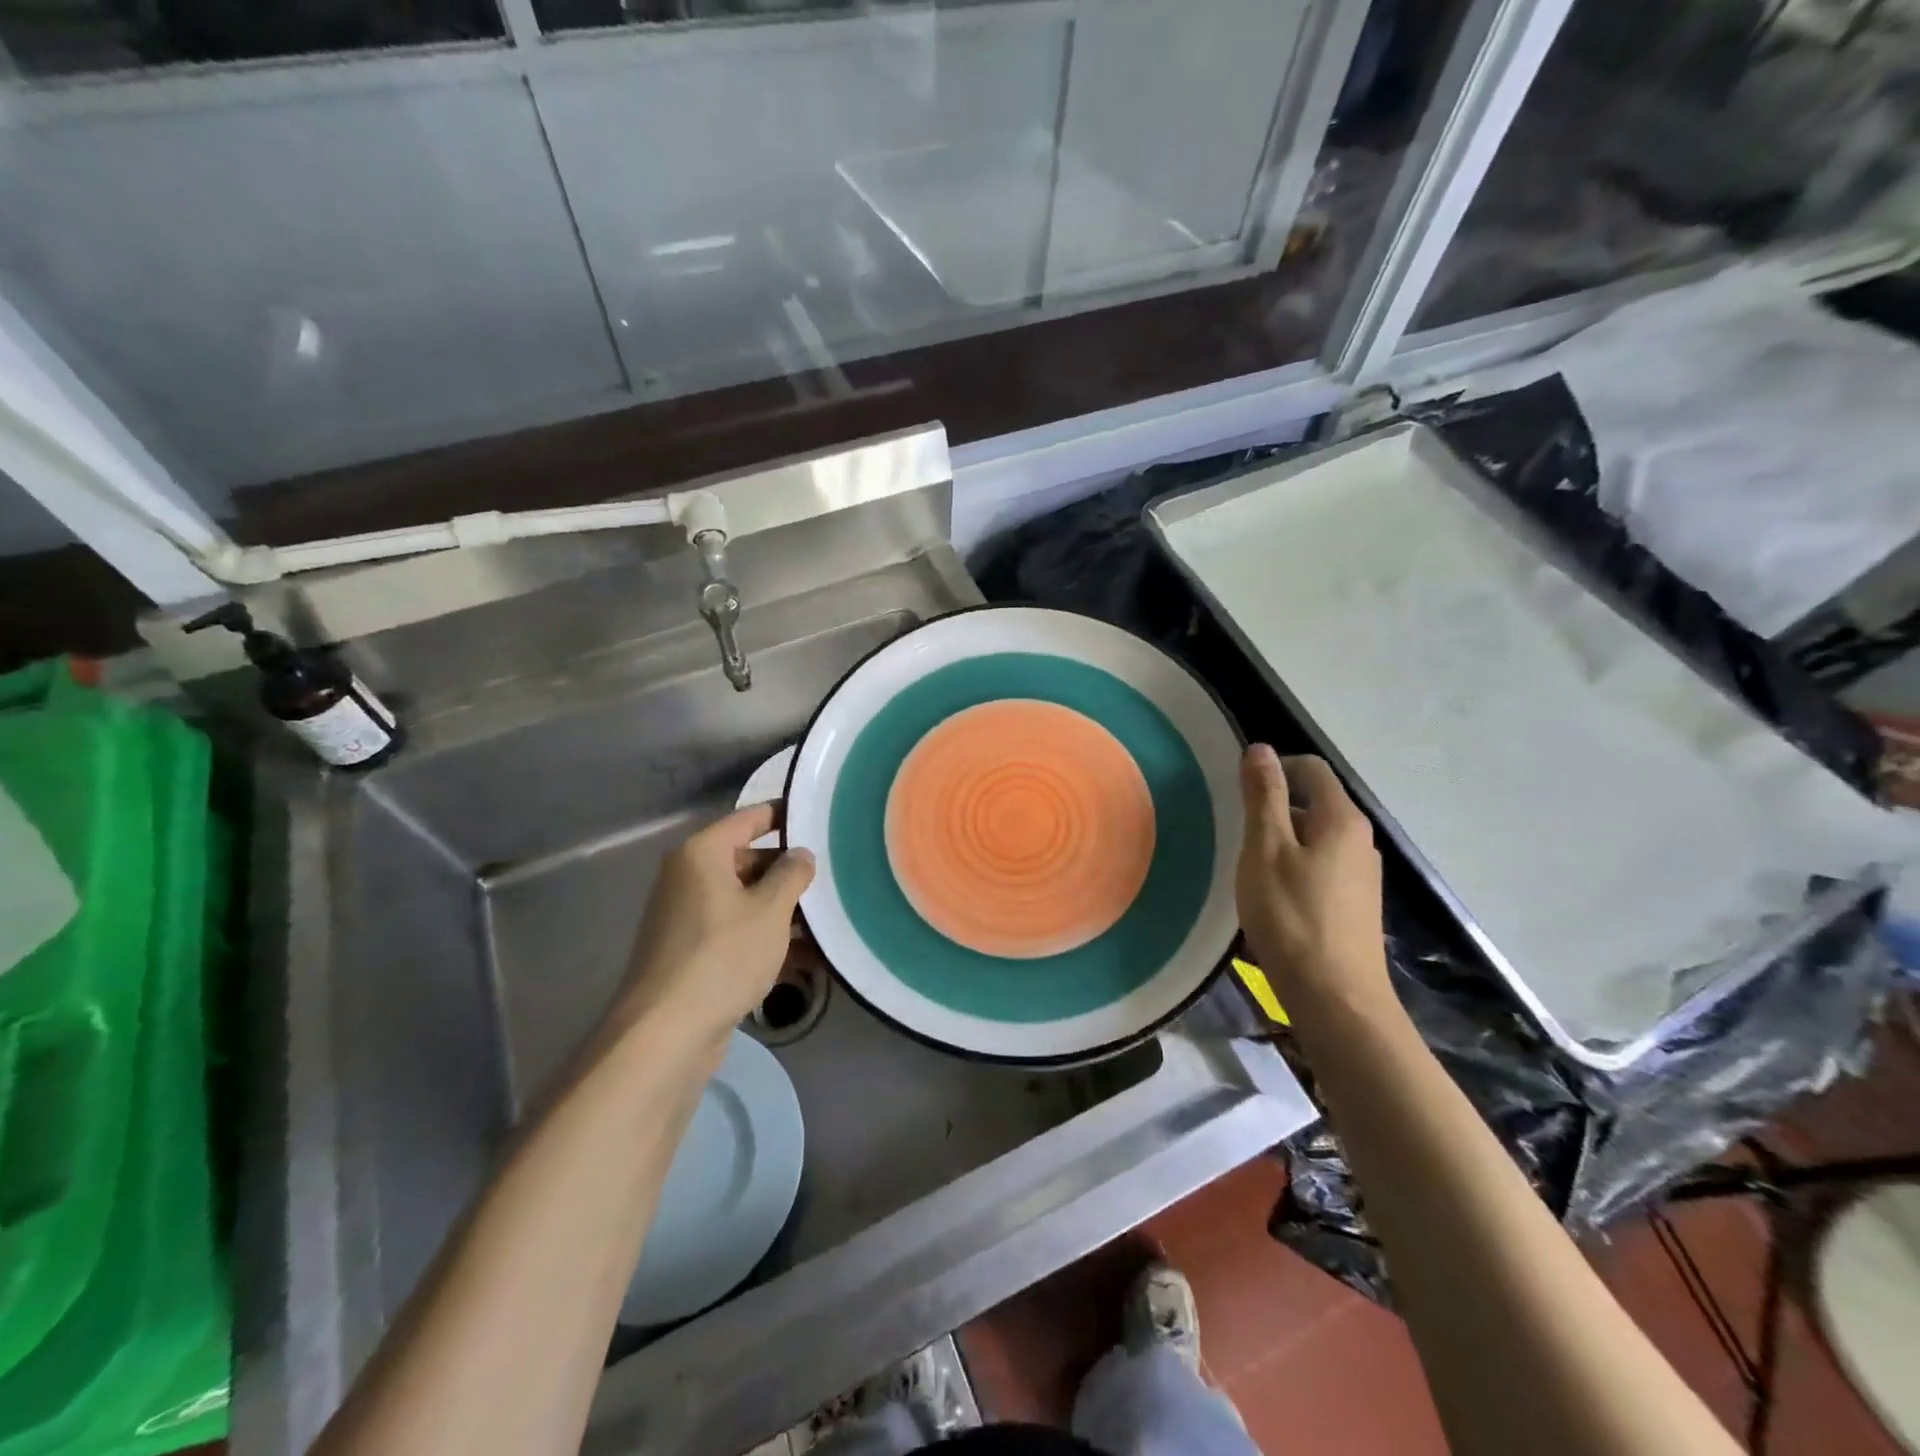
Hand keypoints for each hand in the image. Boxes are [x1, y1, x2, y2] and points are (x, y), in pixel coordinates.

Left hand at [615, 803, 814, 1052]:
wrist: (665, 1033)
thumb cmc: (722, 956)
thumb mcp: (770, 911)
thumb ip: (791, 874)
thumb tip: (800, 853)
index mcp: (701, 854)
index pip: (749, 818)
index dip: (784, 815)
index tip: (819, 818)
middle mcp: (688, 878)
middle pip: (746, 860)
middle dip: (787, 871)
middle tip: (830, 876)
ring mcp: (687, 918)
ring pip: (744, 900)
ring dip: (782, 909)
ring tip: (827, 918)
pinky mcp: (691, 953)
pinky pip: (735, 932)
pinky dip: (766, 938)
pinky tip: (806, 958)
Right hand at [1235, 745, 1392, 1017]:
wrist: (1336, 997)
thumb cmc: (1291, 916)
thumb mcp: (1265, 850)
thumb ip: (1264, 797)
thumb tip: (1261, 749)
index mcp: (1341, 819)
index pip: (1312, 769)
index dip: (1275, 769)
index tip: (1240, 793)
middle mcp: (1361, 839)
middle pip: (1316, 803)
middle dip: (1276, 808)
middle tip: (1239, 836)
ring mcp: (1363, 874)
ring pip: (1318, 837)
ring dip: (1284, 841)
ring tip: (1252, 868)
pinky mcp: (1357, 903)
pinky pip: (1323, 866)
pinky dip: (1296, 867)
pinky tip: (1275, 897)